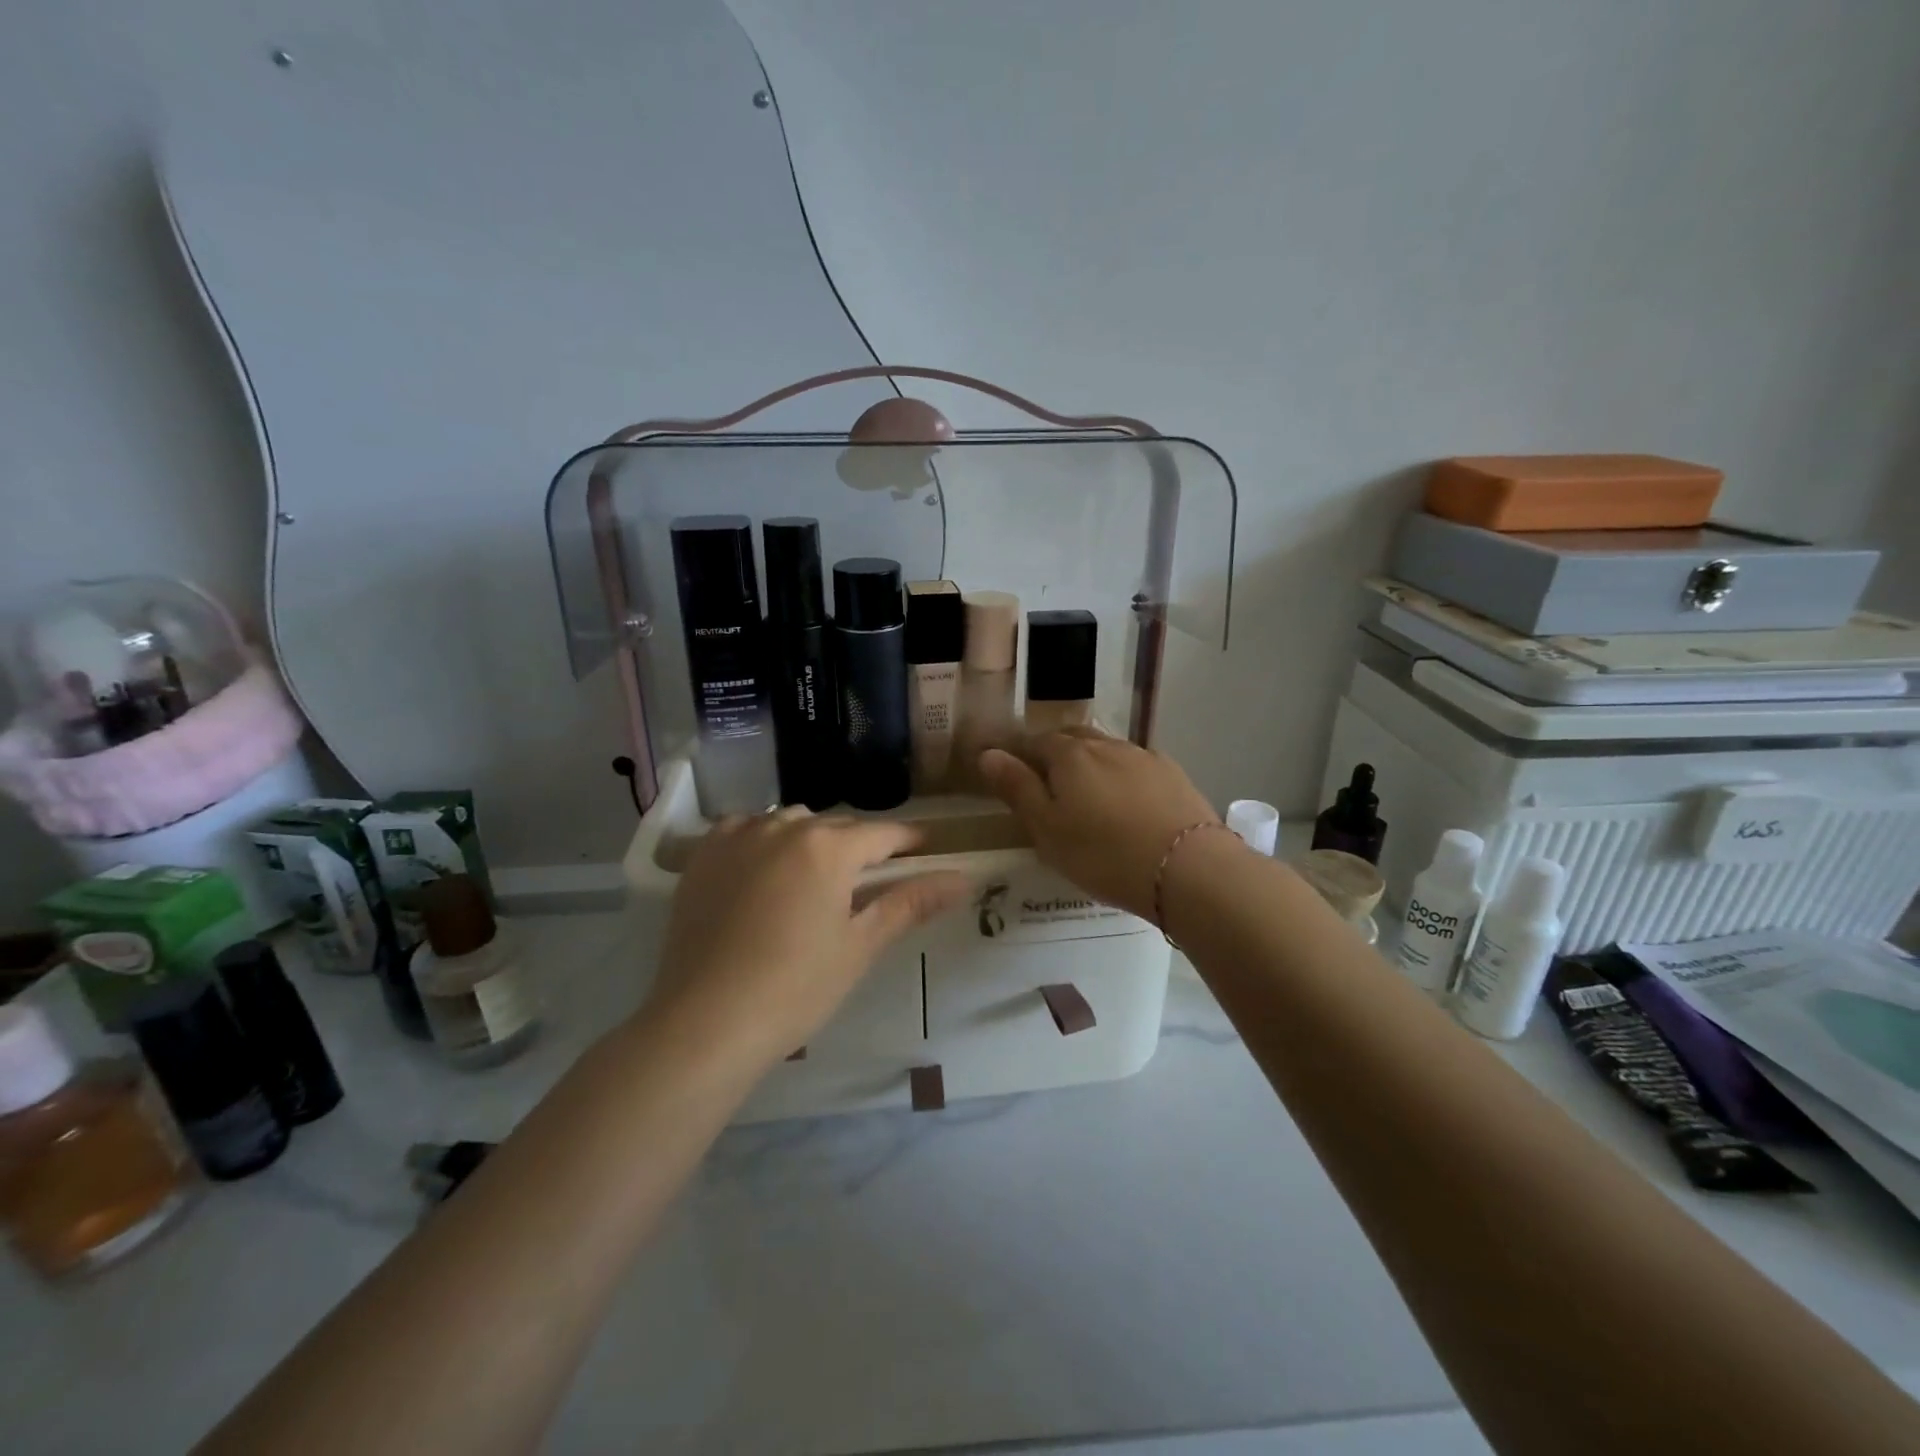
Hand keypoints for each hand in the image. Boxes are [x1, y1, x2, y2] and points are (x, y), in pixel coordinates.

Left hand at [648, 809, 972, 1069]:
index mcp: (828, 848)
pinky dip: (763, 840)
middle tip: (868, 880)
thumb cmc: (795, 989)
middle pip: (837, 827)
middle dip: (859, 846)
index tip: (926, 847)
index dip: (909, 840)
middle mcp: (784, 827)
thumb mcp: (860, 946)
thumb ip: (910, 903)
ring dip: (810, 840)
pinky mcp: (704, 854)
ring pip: (790, 822)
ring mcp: (739, 836)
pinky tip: (763, 870)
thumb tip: (963, 879)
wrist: (704, 1022)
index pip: (883, 834)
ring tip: (813, 878)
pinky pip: (746, 829)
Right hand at [978, 729, 1220, 919]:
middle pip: (1073, 738)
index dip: (1021, 756)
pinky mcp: (1173, 775)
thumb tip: (987, 753)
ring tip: (1089, 795)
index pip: (1035, 742)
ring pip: (1107, 750)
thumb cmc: (1102, 853)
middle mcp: (1106, 745)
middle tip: (1050, 786)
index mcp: (1069, 755)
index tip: (1015, 777)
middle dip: (1057, 754)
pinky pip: (1136, 766)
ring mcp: (1143, 756)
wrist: (1187, 868)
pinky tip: (1128, 801)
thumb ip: (1016, 788)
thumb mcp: (1046, 828)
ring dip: (1092, 764)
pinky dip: (1123, 777)